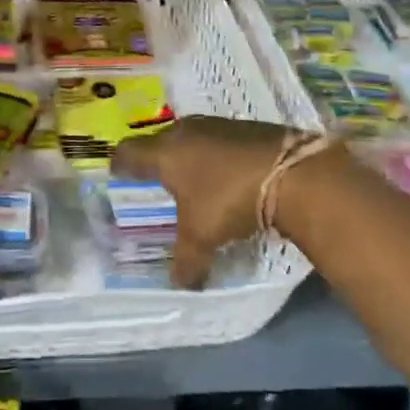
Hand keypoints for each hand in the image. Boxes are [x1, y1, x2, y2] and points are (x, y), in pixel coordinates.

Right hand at [112, 117, 300, 288]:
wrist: (292, 173)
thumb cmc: (229, 200)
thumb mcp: (202, 237)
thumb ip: (187, 261)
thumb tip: (180, 285)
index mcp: (164, 153)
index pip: (128, 153)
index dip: (120, 164)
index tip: (117, 173)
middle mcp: (186, 131)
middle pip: (159, 141)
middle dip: (155, 159)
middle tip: (155, 179)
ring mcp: (218, 125)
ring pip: (191, 138)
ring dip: (189, 156)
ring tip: (192, 177)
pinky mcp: (246, 126)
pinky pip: (219, 140)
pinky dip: (217, 156)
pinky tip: (226, 174)